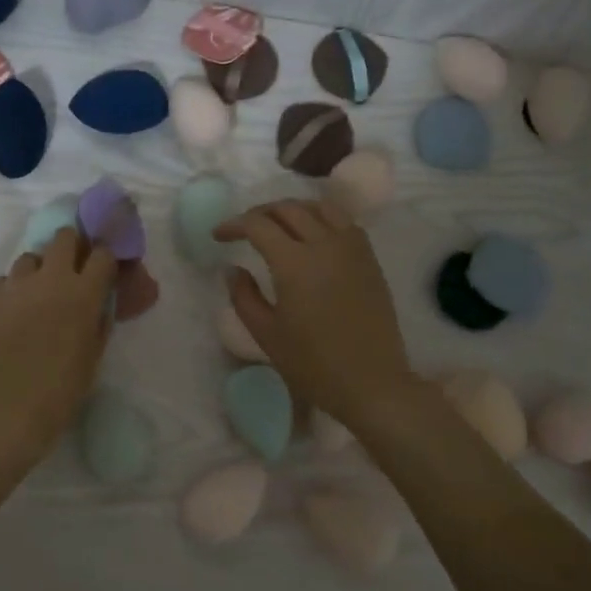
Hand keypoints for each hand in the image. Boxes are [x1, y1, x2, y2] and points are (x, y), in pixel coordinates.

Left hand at [0, 228, 115, 462]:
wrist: (6, 409)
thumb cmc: (60, 390)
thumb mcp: (93, 355)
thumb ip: (99, 321)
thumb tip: (100, 302)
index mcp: (83, 293)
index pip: (103, 254)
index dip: (105, 258)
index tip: (104, 268)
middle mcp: (50, 278)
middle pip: (64, 237)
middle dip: (71, 247)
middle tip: (72, 269)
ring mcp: (15, 285)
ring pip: (30, 257)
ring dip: (39, 270)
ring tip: (38, 295)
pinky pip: (4, 281)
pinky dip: (12, 291)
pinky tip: (13, 313)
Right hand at [214, 200, 419, 427]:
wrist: (372, 383)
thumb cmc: (313, 364)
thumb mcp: (266, 334)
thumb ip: (244, 296)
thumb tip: (233, 269)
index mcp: (294, 263)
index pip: (258, 225)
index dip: (234, 225)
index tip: (219, 236)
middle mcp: (324, 244)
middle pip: (287, 209)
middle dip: (260, 213)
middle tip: (243, 230)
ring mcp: (352, 248)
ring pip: (319, 207)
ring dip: (292, 209)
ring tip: (277, 225)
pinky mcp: (369, 258)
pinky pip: (343, 221)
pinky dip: (321, 217)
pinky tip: (312, 234)